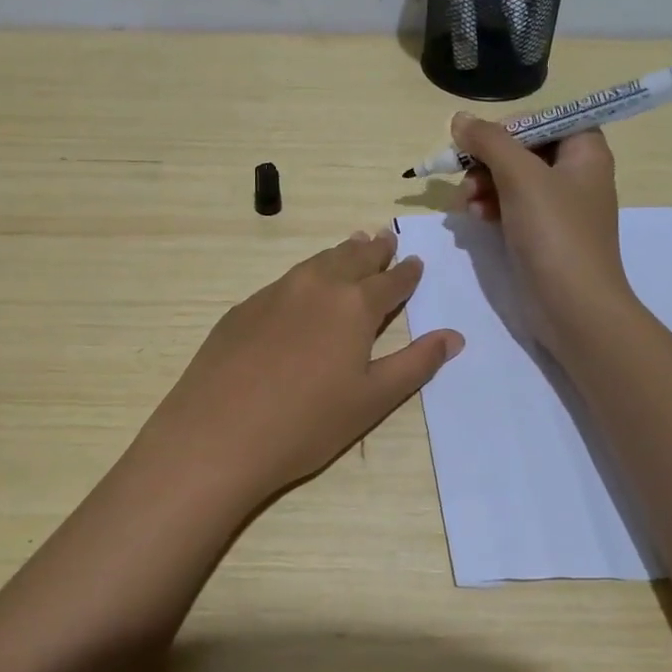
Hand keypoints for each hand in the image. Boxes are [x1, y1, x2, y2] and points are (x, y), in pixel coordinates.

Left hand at [136, 228, 463, 508]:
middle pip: (352, 259)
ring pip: (317, 263)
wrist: (218, 434)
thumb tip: (454, 336)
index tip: (416, 261)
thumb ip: (416, 363)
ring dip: (340, 253)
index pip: (390, 281)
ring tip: (353, 244)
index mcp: (354, 305)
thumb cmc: (307, 423)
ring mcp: (275, 293)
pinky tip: (304, 285)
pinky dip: (307, 274)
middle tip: (385, 237)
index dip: (406, 273)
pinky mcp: (244, 308)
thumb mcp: (373, 399)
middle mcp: (316, 286)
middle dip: (373, 250)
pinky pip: (286, 280)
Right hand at [450, 113, 632, 347]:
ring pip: (512, 179)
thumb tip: (459, 119)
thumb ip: (489, 141)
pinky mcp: (543, 234)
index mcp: (585, 152)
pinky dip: (491, 207)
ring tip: (465, 203)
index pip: (545, 120)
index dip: (511, 127)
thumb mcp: (520, 177)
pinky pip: (512, 207)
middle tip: (465, 176)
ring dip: (483, 185)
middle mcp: (576, 174)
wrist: (574, 307)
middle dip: (488, 161)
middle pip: (524, 150)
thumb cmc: (554, 232)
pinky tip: (474, 218)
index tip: (481, 143)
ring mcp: (560, 207)